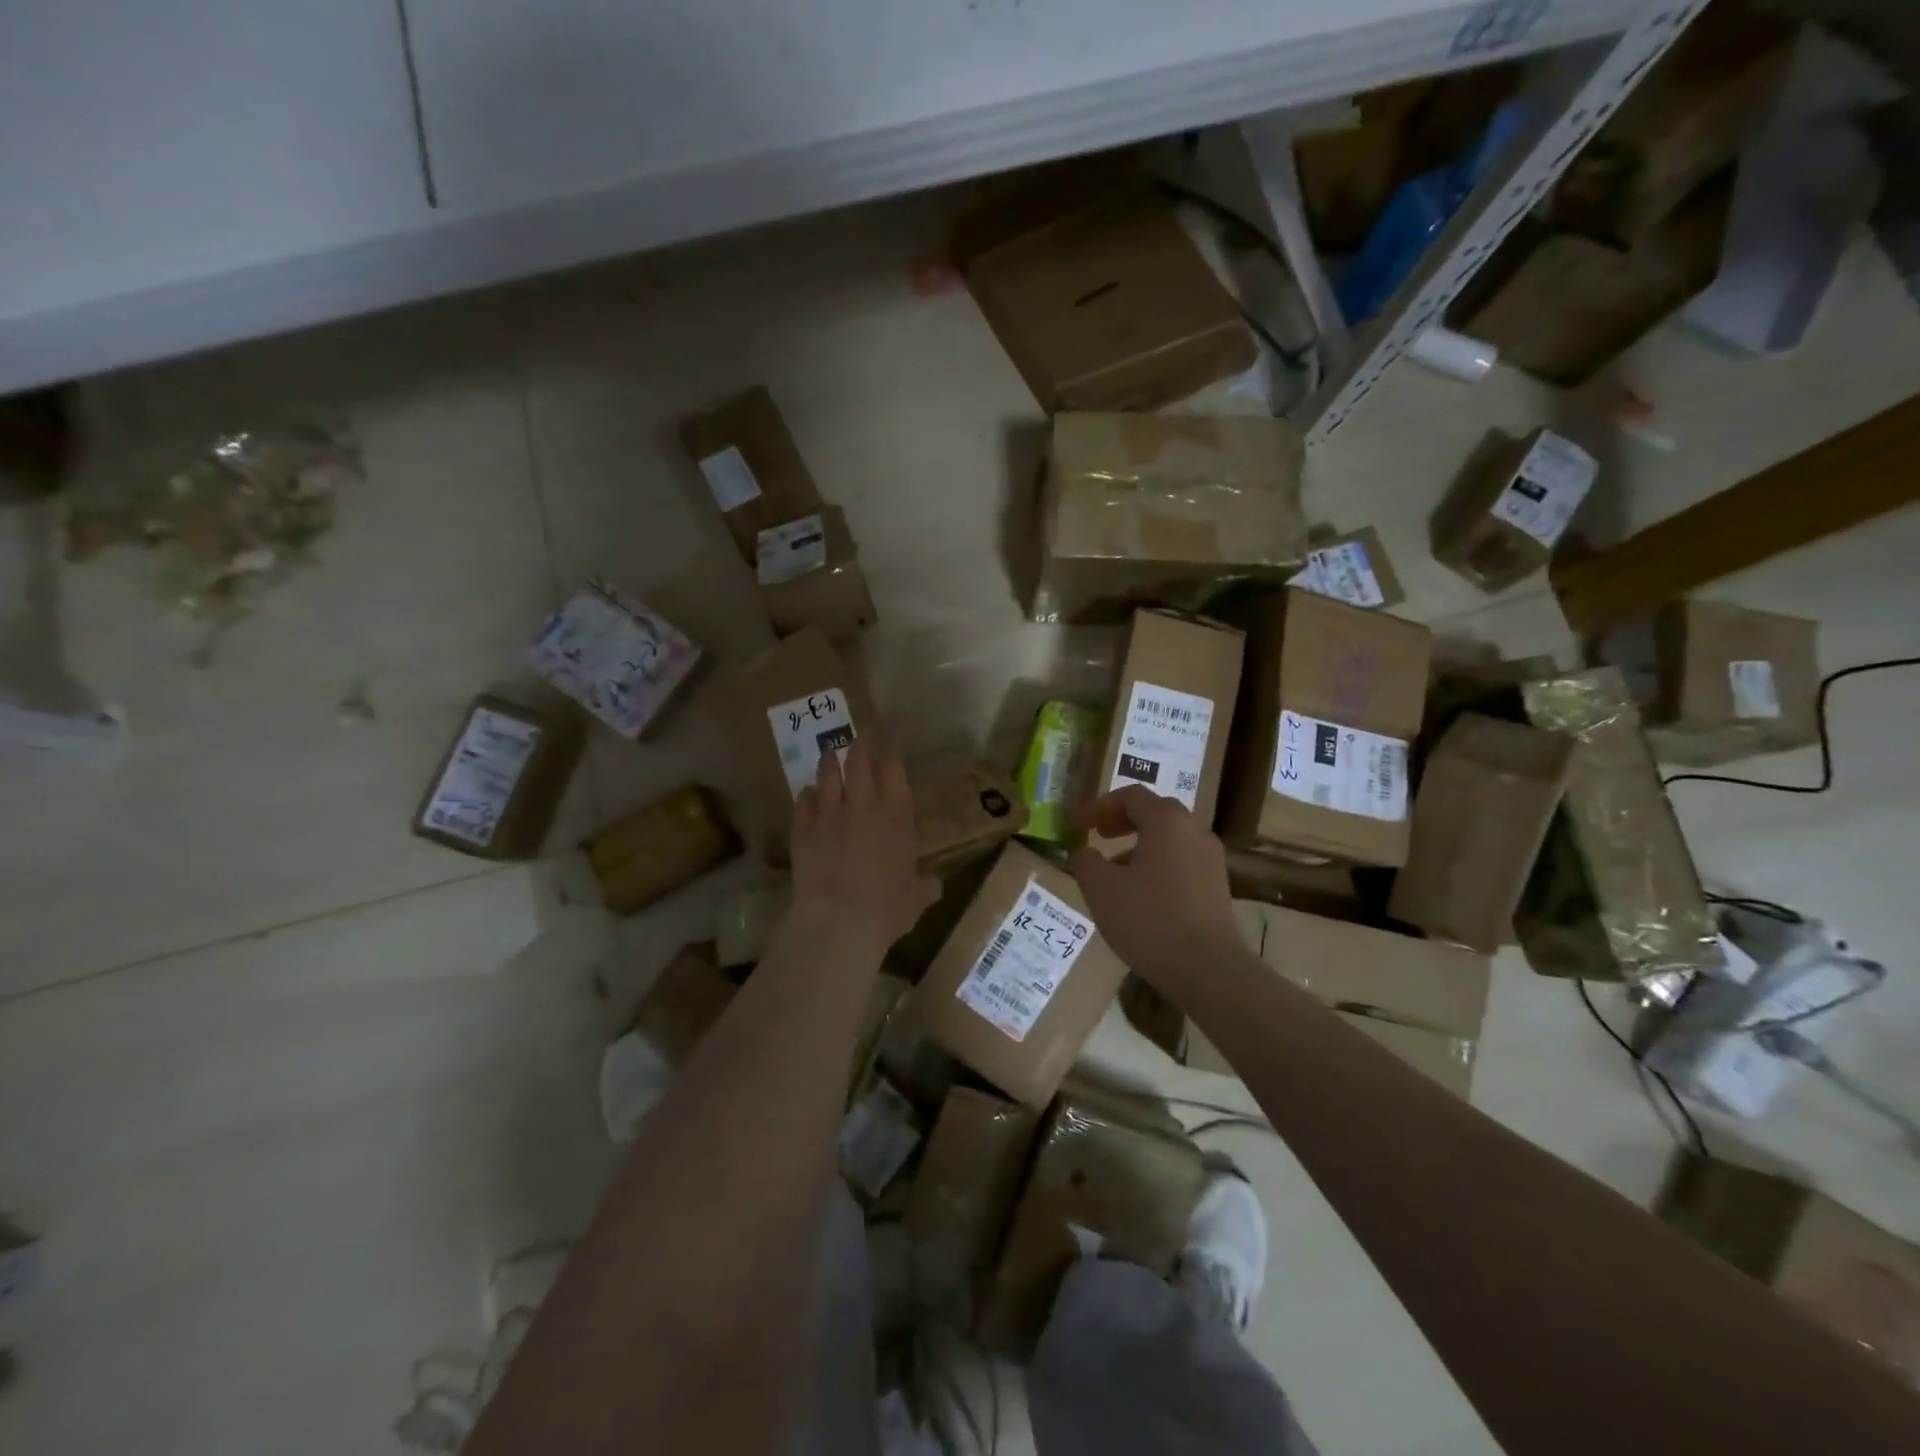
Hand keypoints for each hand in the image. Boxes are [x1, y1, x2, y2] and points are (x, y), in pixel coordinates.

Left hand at [788, 738, 937, 957]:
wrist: (839, 920)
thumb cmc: (887, 908)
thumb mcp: (916, 899)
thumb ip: (925, 886)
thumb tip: (934, 885)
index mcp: (896, 815)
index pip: (894, 770)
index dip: (890, 758)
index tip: (888, 753)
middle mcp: (864, 804)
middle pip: (858, 761)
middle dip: (859, 748)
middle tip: (857, 741)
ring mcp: (830, 812)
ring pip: (827, 773)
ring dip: (830, 761)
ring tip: (830, 755)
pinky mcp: (802, 826)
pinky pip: (803, 799)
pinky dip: (807, 795)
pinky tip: (808, 795)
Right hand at [1068, 786, 1240, 987]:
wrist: (1208, 968)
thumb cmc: (1149, 919)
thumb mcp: (1100, 889)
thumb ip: (1085, 861)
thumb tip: (1084, 851)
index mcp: (1166, 821)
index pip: (1130, 795)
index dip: (1098, 806)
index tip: (1076, 824)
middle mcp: (1194, 830)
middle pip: (1154, 812)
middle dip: (1121, 820)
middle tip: (1098, 835)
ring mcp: (1211, 858)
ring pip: (1170, 838)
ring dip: (1139, 844)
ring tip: (1114, 870)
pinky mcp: (1218, 885)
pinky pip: (1182, 860)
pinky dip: (1158, 863)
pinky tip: (1141, 894)